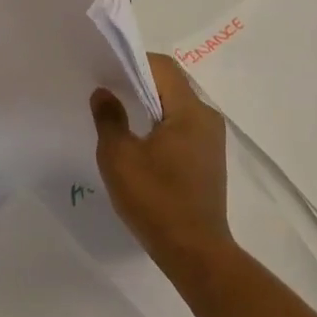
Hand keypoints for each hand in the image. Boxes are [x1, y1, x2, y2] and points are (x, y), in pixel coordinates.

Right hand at [90, 54, 232, 281]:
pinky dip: (161, 125)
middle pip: (171, 84)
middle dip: (140, 83)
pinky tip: (140, 144)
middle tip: (109, 93)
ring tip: (120, 118)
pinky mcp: (209, 160)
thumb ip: (109, 118)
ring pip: (177, 107)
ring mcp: (212, 140)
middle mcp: (207, 117)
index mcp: (190, 110)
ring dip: (150, 106)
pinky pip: (183, 127)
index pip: (163, 67)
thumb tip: (104, 92)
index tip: (107, 73)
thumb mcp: (120, 157)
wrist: (195, 253)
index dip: (133, 63)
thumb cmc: (156, 200)